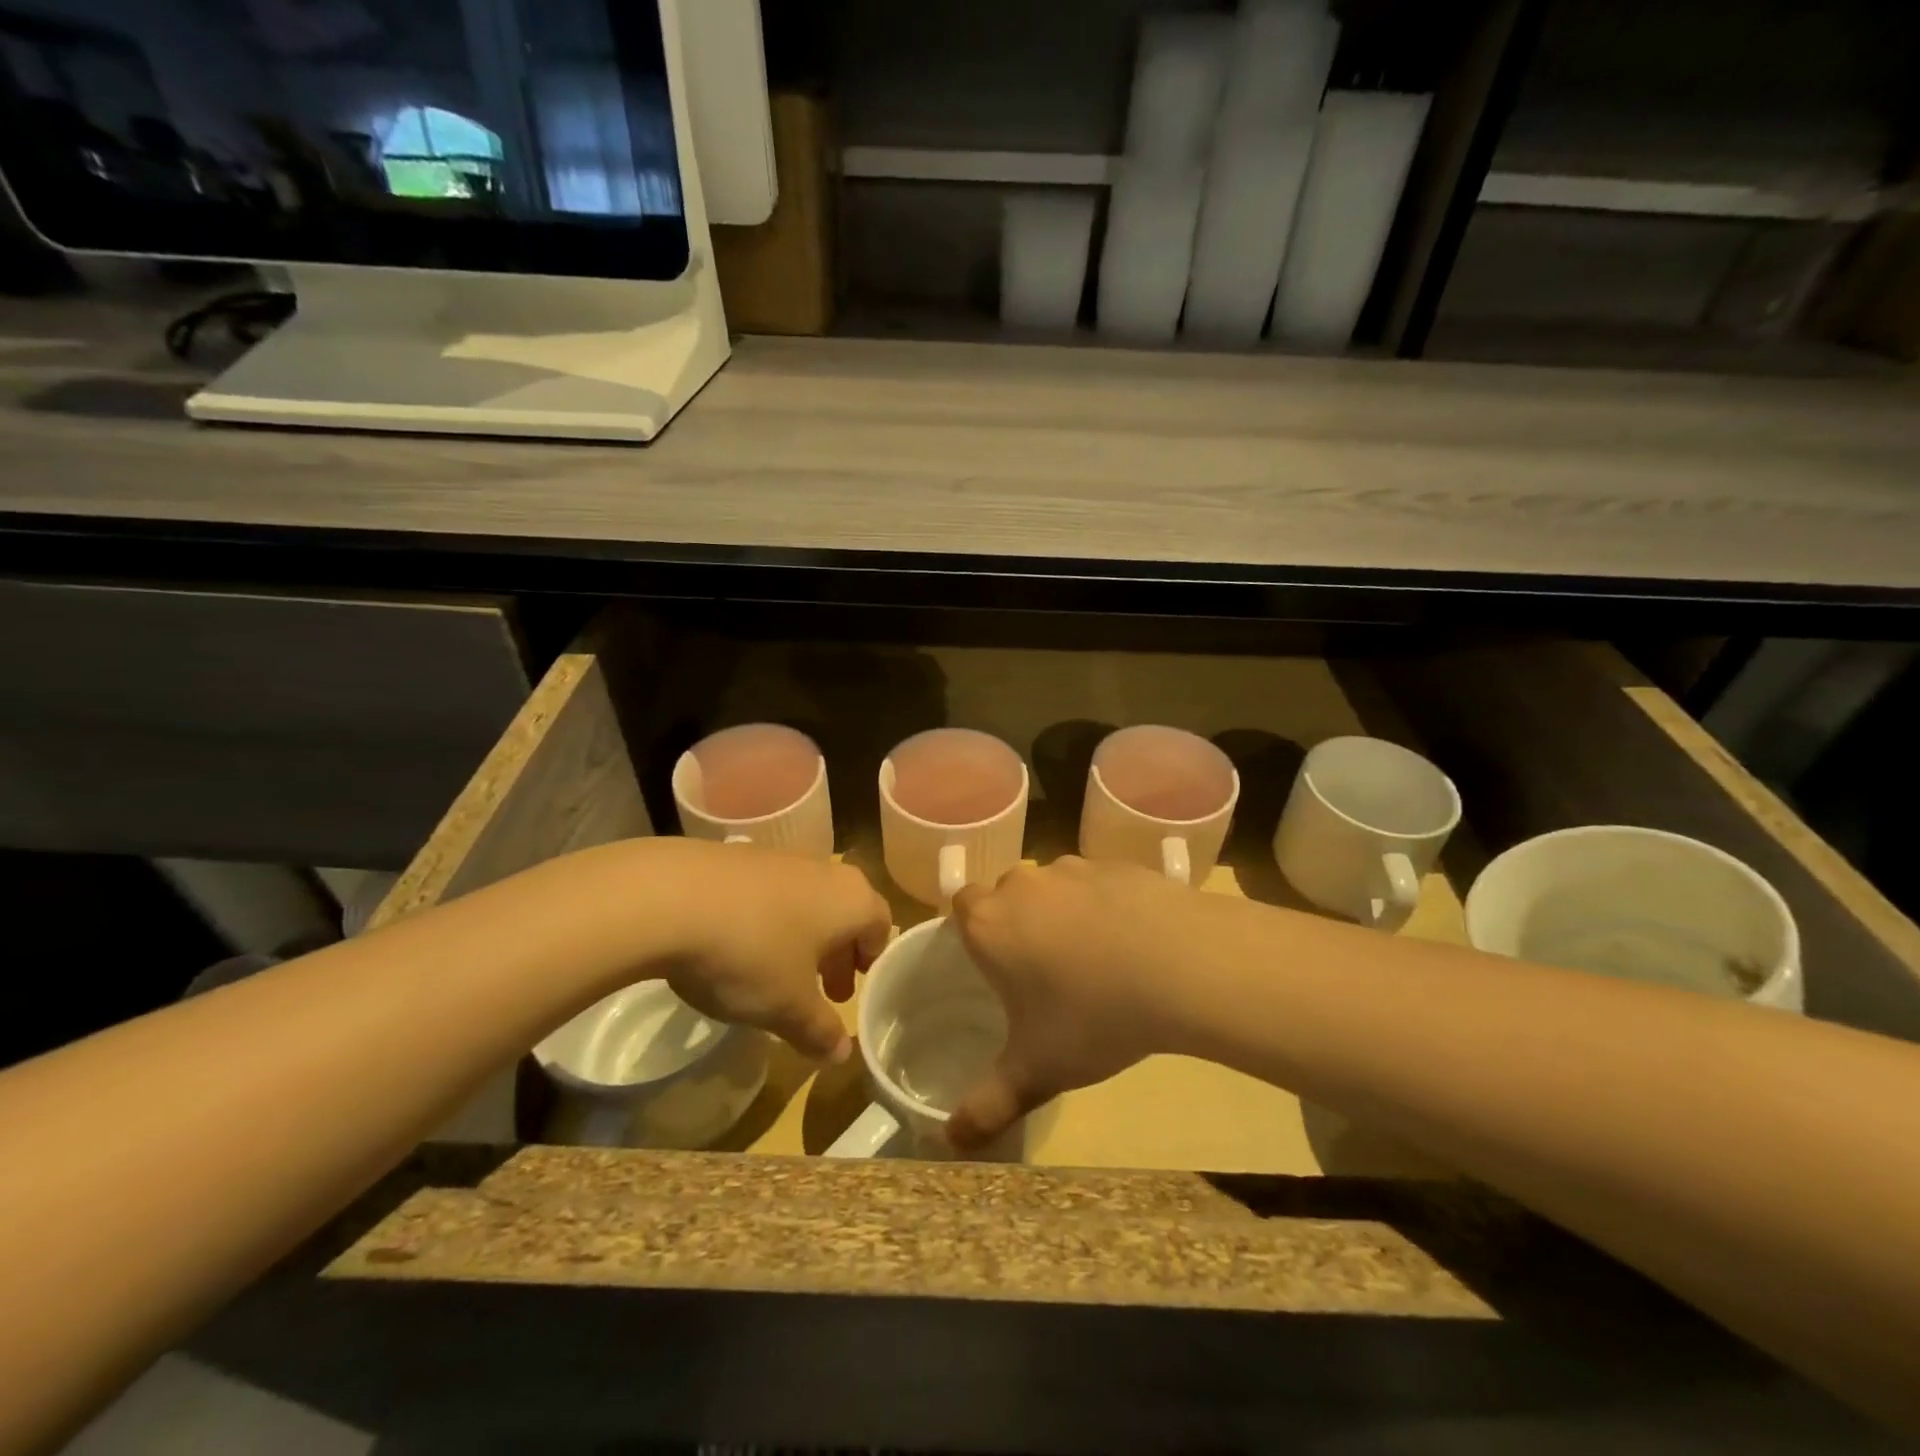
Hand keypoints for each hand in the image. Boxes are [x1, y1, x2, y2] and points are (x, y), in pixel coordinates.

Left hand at [643, 840, 891, 1063]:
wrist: (669, 897)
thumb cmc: (750, 953)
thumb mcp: (788, 1007)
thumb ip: (820, 1031)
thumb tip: (842, 1055)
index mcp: (851, 899)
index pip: (880, 924)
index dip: (872, 959)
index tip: (856, 987)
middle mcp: (824, 870)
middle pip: (844, 911)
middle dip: (837, 953)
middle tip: (824, 991)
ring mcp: (780, 858)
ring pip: (806, 901)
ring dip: (801, 937)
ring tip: (777, 974)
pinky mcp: (738, 857)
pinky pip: (768, 893)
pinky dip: (766, 920)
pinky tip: (736, 948)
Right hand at [947, 857, 1208, 1148]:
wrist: (1180, 966)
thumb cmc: (1093, 1017)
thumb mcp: (1037, 1071)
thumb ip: (988, 1106)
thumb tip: (950, 1143)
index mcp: (990, 924)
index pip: (961, 906)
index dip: (974, 931)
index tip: (996, 964)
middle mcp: (1024, 885)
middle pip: (1008, 894)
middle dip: (1019, 924)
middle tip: (1045, 972)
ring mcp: (1073, 869)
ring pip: (1055, 887)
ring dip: (1064, 913)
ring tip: (1096, 960)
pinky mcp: (1118, 865)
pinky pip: (1099, 883)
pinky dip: (1106, 905)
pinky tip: (1134, 943)